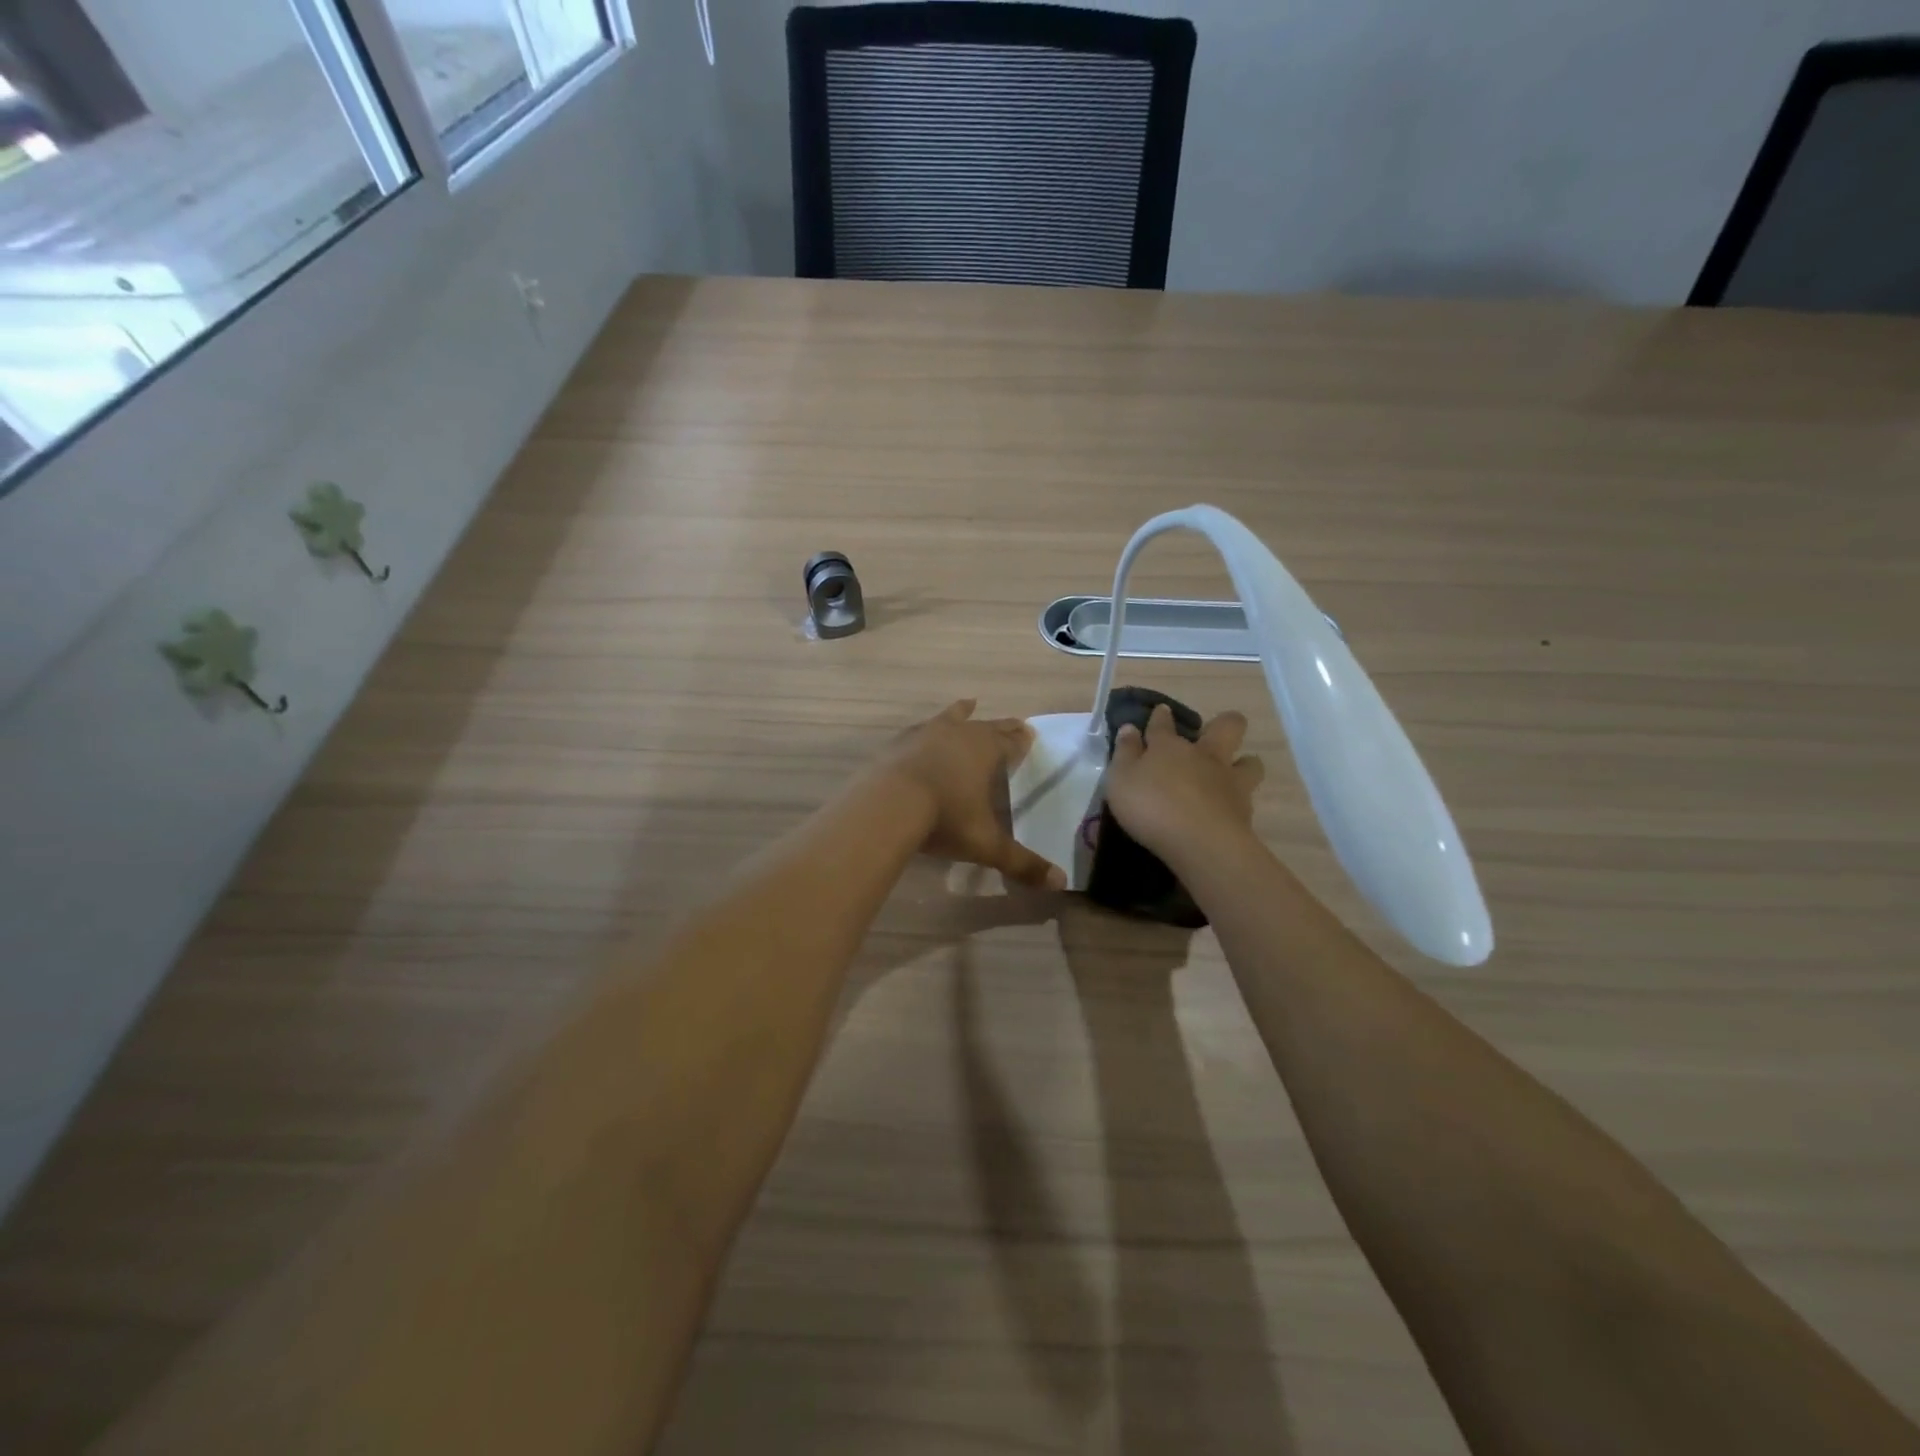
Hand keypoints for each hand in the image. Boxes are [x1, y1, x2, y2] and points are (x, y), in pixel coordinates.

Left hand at [879, 701, 1067, 890]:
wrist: (886, 805)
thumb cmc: (944, 819)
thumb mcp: (985, 844)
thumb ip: (1021, 862)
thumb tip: (1059, 882)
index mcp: (986, 751)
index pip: (1011, 741)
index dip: (1021, 741)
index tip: (1030, 734)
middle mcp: (959, 734)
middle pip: (986, 726)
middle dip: (1001, 727)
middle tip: (1015, 723)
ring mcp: (925, 734)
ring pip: (950, 717)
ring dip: (962, 713)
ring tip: (968, 704)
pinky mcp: (897, 743)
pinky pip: (919, 729)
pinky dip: (927, 729)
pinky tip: (922, 731)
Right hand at [1104, 704, 1264, 864]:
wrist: (1200, 842)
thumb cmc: (1152, 806)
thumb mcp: (1121, 779)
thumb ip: (1125, 753)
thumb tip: (1129, 728)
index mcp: (1170, 747)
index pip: (1163, 724)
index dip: (1160, 716)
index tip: (1161, 712)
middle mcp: (1204, 756)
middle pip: (1226, 726)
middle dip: (1223, 723)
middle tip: (1211, 734)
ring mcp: (1229, 781)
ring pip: (1250, 761)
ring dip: (1243, 763)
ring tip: (1231, 774)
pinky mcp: (1245, 810)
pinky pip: (1248, 796)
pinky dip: (1240, 800)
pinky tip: (1229, 809)